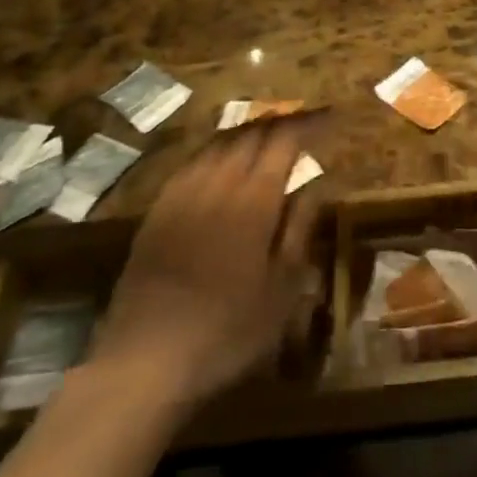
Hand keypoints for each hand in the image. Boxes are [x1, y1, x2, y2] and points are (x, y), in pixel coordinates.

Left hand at [92, 125, 320, 415]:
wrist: (146, 358)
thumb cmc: (227, 330)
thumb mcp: (282, 290)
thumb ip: (300, 229)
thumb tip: (315, 185)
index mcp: (254, 198)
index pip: (285, 140)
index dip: (310, 123)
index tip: (331, 117)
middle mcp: (218, 182)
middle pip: (252, 134)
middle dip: (281, 122)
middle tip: (304, 124)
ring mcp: (183, 192)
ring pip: (221, 143)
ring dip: (250, 131)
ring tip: (269, 135)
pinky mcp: (158, 207)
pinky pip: (194, 161)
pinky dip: (218, 150)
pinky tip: (223, 161)